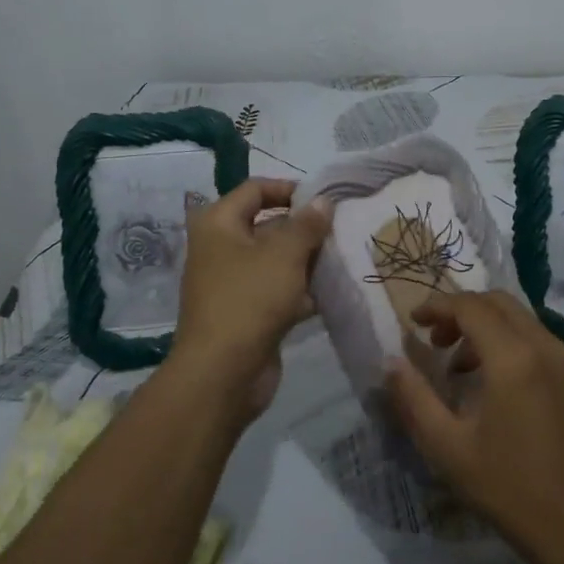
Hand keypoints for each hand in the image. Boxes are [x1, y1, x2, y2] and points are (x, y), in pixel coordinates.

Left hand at [170, 179, 330, 418]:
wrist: (222, 373)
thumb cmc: (249, 300)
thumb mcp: (284, 255)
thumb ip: (307, 225)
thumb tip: (323, 201)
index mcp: (218, 224)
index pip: (255, 190)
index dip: (289, 189)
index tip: (324, 200)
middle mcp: (221, 249)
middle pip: (267, 226)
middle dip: (304, 228)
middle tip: (342, 230)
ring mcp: (234, 283)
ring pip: (276, 261)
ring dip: (307, 261)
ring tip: (344, 258)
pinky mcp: (248, 313)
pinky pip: (278, 292)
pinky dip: (302, 291)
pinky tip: (334, 292)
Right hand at [384, 291, 563, 561]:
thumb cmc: (508, 488)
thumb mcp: (447, 447)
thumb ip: (415, 398)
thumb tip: (391, 363)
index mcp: (513, 358)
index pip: (470, 307)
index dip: (437, 307)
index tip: (413, 322)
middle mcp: (546, 347)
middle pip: (499, 303)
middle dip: (462, 312)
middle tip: (435, 342)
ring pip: (523, 319)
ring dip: (487, 327)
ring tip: (461, 367)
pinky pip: (542, 341)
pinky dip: (513, 343)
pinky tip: (498, 384)